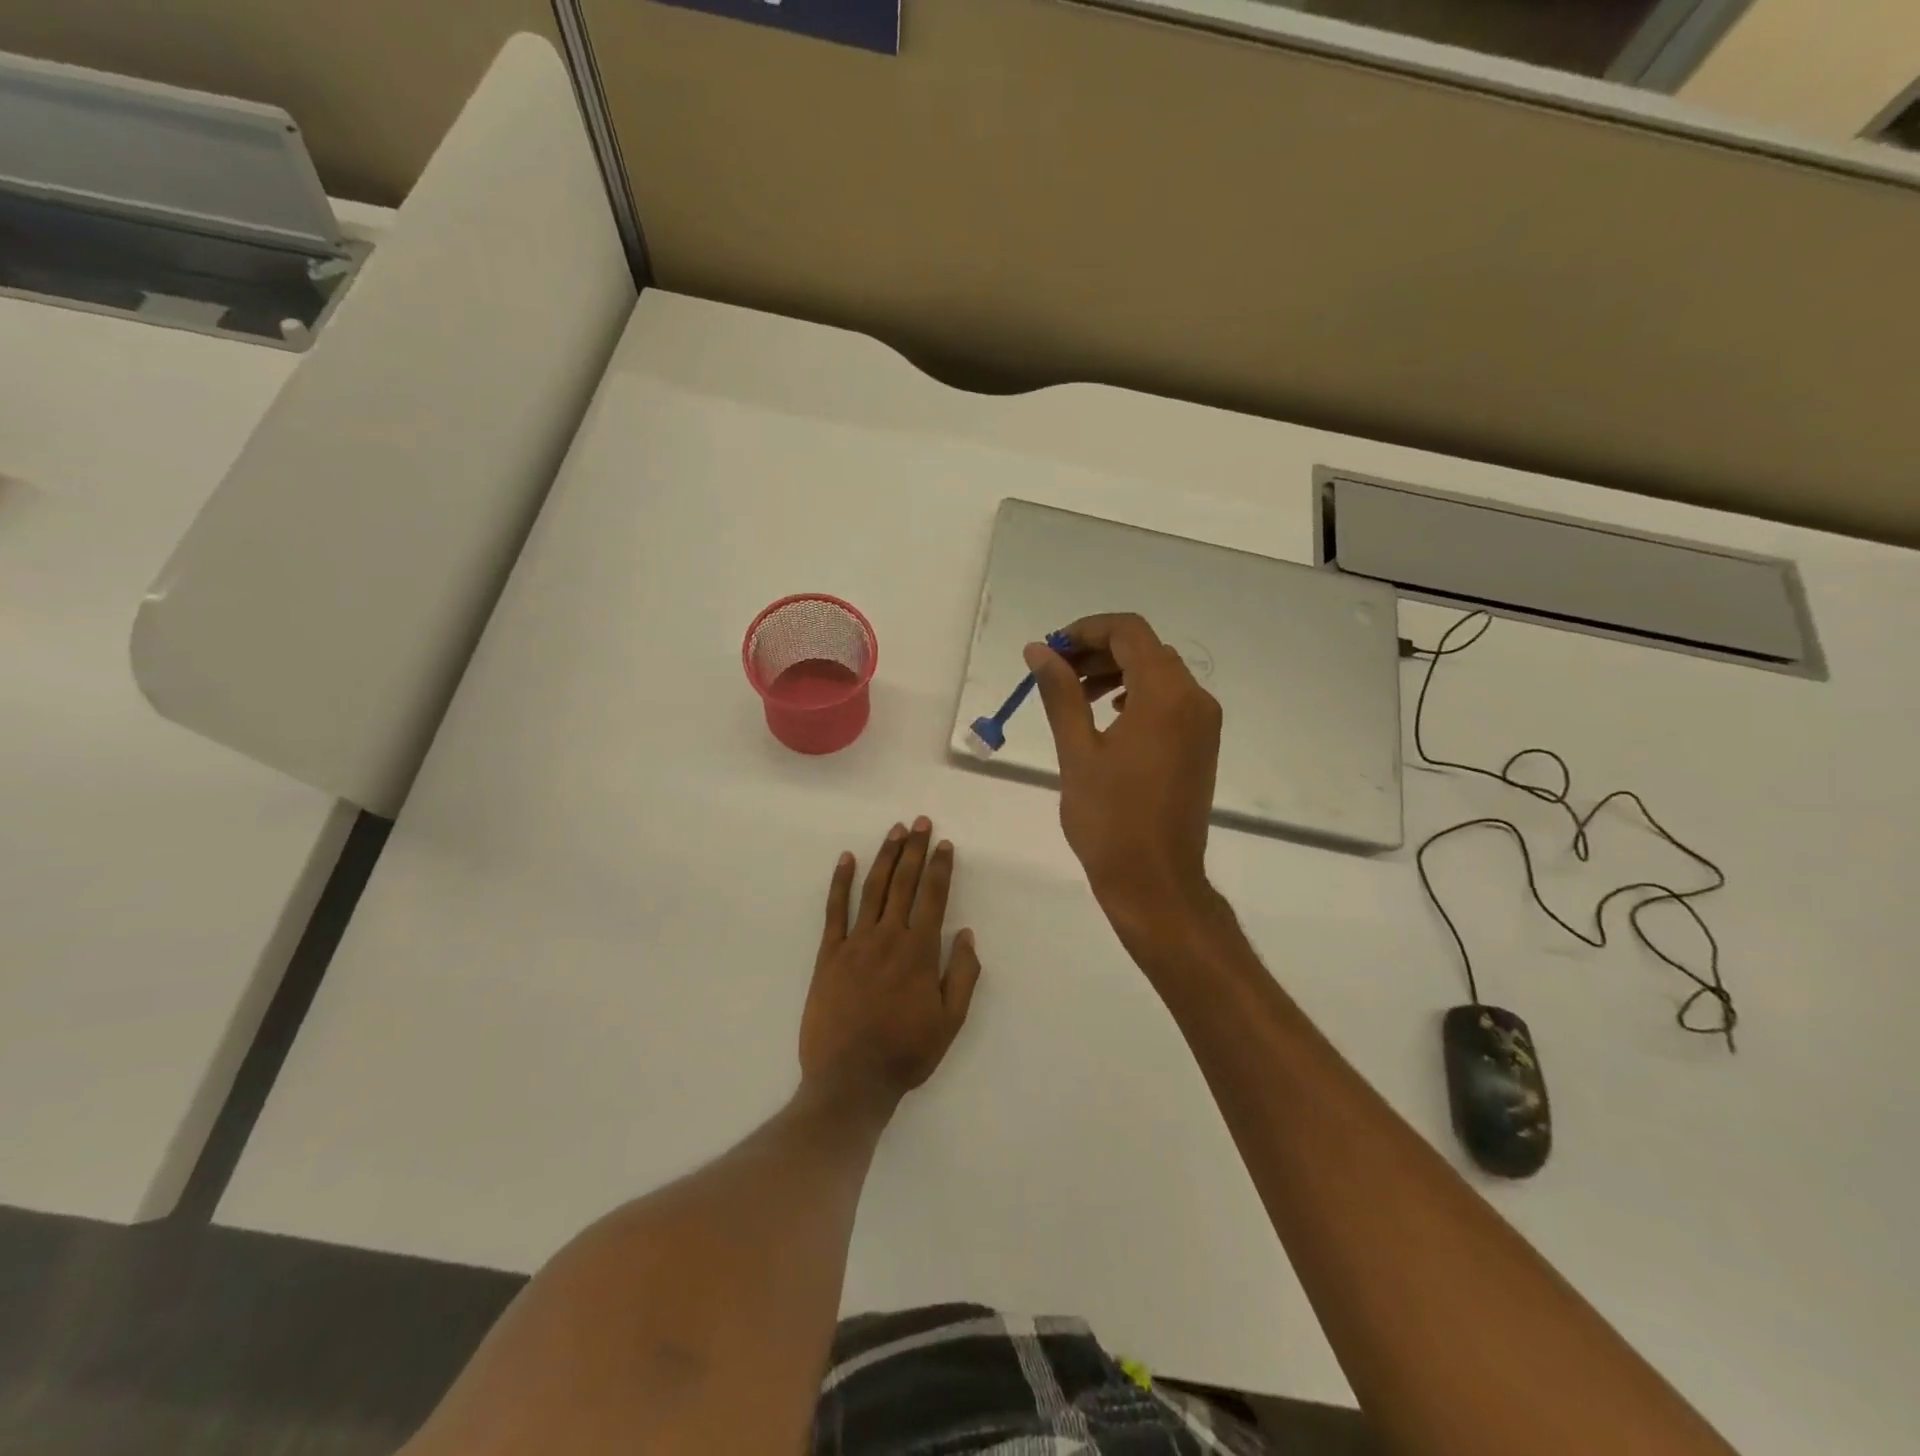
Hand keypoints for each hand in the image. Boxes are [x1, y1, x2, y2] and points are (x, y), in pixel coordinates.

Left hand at [800, 818, 982, 1113]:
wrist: (849, 1080)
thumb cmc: (906, 1053)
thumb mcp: (950, 1021)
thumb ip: (962, 974)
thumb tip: (966, 933)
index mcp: (919, 952)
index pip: (933, 897)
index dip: (940, 868)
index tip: (945, 844)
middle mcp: (888, 937)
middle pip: (904, 883)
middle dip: (915, 850)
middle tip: (920, 822)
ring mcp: (855, 943)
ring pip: (873, 889)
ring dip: (885, 857)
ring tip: (895, 831)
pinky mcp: (829, 954)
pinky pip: (835, 911)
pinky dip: (840, 883)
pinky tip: (846, 859)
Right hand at [1025, 614, 1224, 946]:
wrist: (1156, 881)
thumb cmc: (1110, 819)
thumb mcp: (1077, 751)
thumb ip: (1060, 693)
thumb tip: (1038, 650)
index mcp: (1165, 695)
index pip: (1128, 632)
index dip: (1086, 630)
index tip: (1051, 649)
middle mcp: (1194, 699)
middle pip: (1146, 649)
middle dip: (1098, 651)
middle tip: (1056, 672)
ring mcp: (1203, 723)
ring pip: (1159, 673)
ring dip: (1117, 671)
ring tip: (1076, 693)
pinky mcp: (1202, 744)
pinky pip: (1171, 700)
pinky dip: (1138, 694)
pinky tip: (1110, 716)